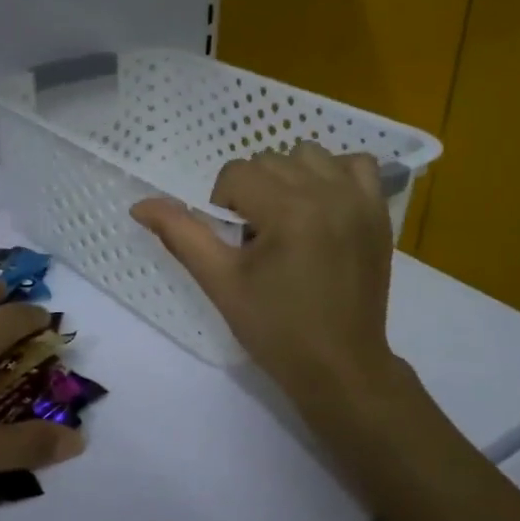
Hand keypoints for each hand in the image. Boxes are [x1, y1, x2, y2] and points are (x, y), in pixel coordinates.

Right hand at [131, 143, 409, 419]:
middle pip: (270, 160)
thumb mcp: (220, 282)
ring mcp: (360, 200)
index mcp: (289, 210)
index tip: (236, 244)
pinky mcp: (379, 212)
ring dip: (290, 177)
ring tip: (289, 220)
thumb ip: (181, 235)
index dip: (223, 205)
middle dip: (254, 193)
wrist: (339, 365)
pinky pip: (358, 164)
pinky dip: (335, 174)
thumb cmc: (275, 329)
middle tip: (258, 239)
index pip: (237, 174)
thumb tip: (140, 204)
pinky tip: (323, 205)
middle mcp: (328, 192)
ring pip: (310, 154)